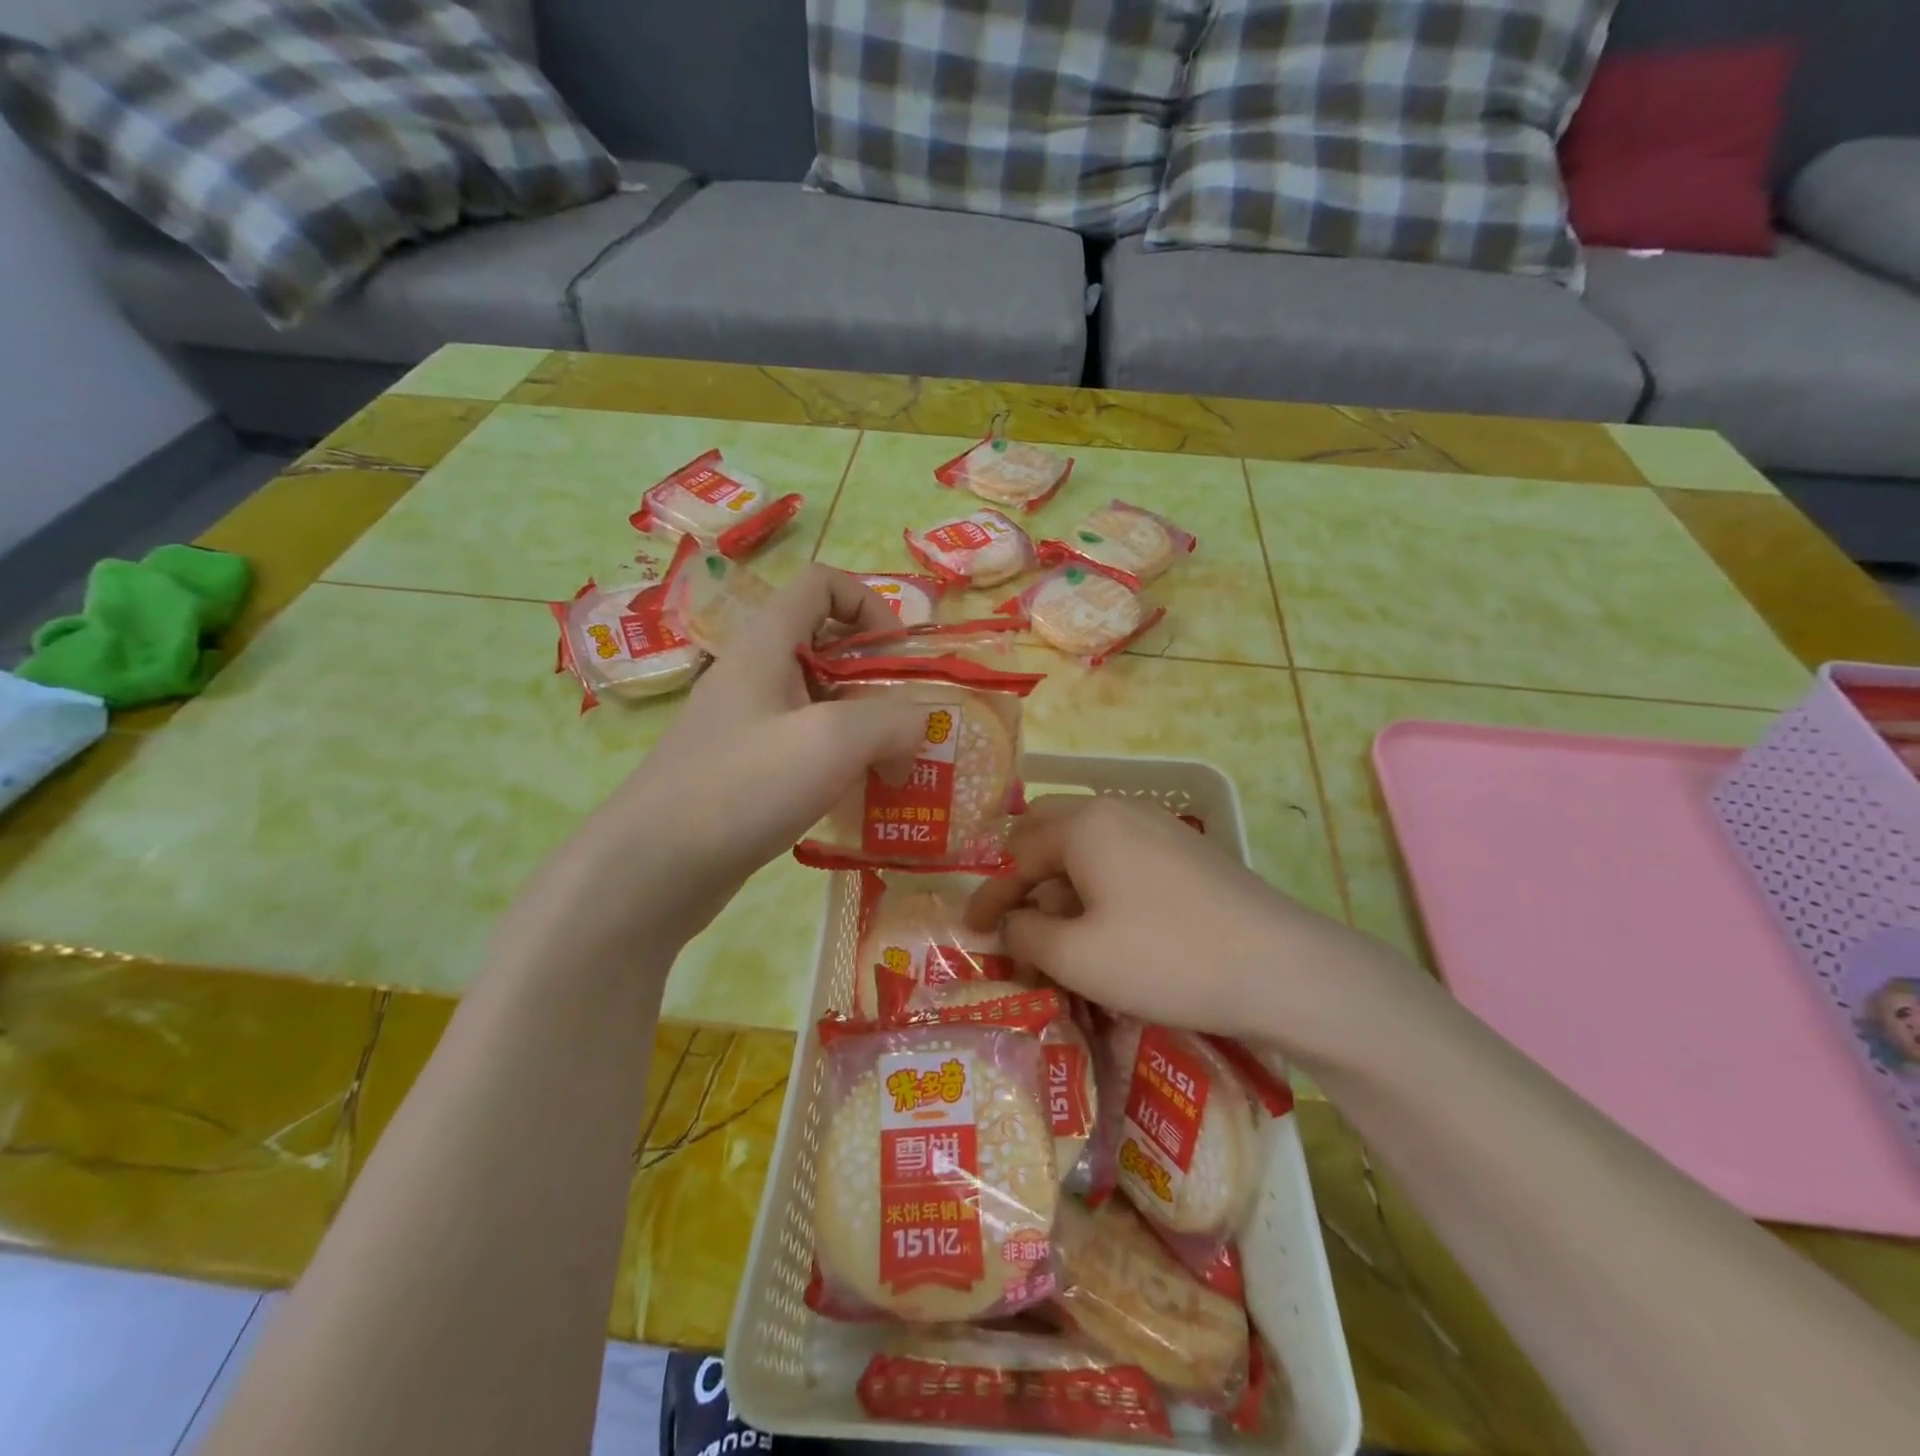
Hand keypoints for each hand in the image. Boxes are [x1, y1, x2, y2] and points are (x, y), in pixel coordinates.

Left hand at [523, 567, 926, 953]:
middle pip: (828, 646)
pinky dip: (840, 762)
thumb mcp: (832, 740)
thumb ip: (892, 720)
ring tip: (898, 768)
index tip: (901, 656)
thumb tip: (918, 727)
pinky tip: (861, 798)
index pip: (823, 584)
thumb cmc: (741, 786)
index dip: (870, 604)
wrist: (651, 869)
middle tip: (911, 724)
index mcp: (767, 644)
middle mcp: (755, 674)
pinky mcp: (746, 771)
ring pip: (820, 703)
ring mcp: (748, 725)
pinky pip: (806, 748)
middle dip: (878, 678)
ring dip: (865, 727)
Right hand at [965, 795, 1415, 1054]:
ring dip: (1062, 887)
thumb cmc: (1164, 957)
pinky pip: (1122, 861)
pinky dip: (1098, 890)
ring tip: (1057, 937)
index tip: (969, 930)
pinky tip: (1106, 930)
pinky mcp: (1186, 853)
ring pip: (1088, 849)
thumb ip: (1025, 933)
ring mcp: (1157, 828)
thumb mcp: (1077, 956)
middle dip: (1024, 877)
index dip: (990, 896)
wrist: (1281, 967)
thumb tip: (1009, 922)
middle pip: (1049, 833)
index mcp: (1084, 825)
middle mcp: (1117, 812)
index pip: (1016, 855)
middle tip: (1012, 919)